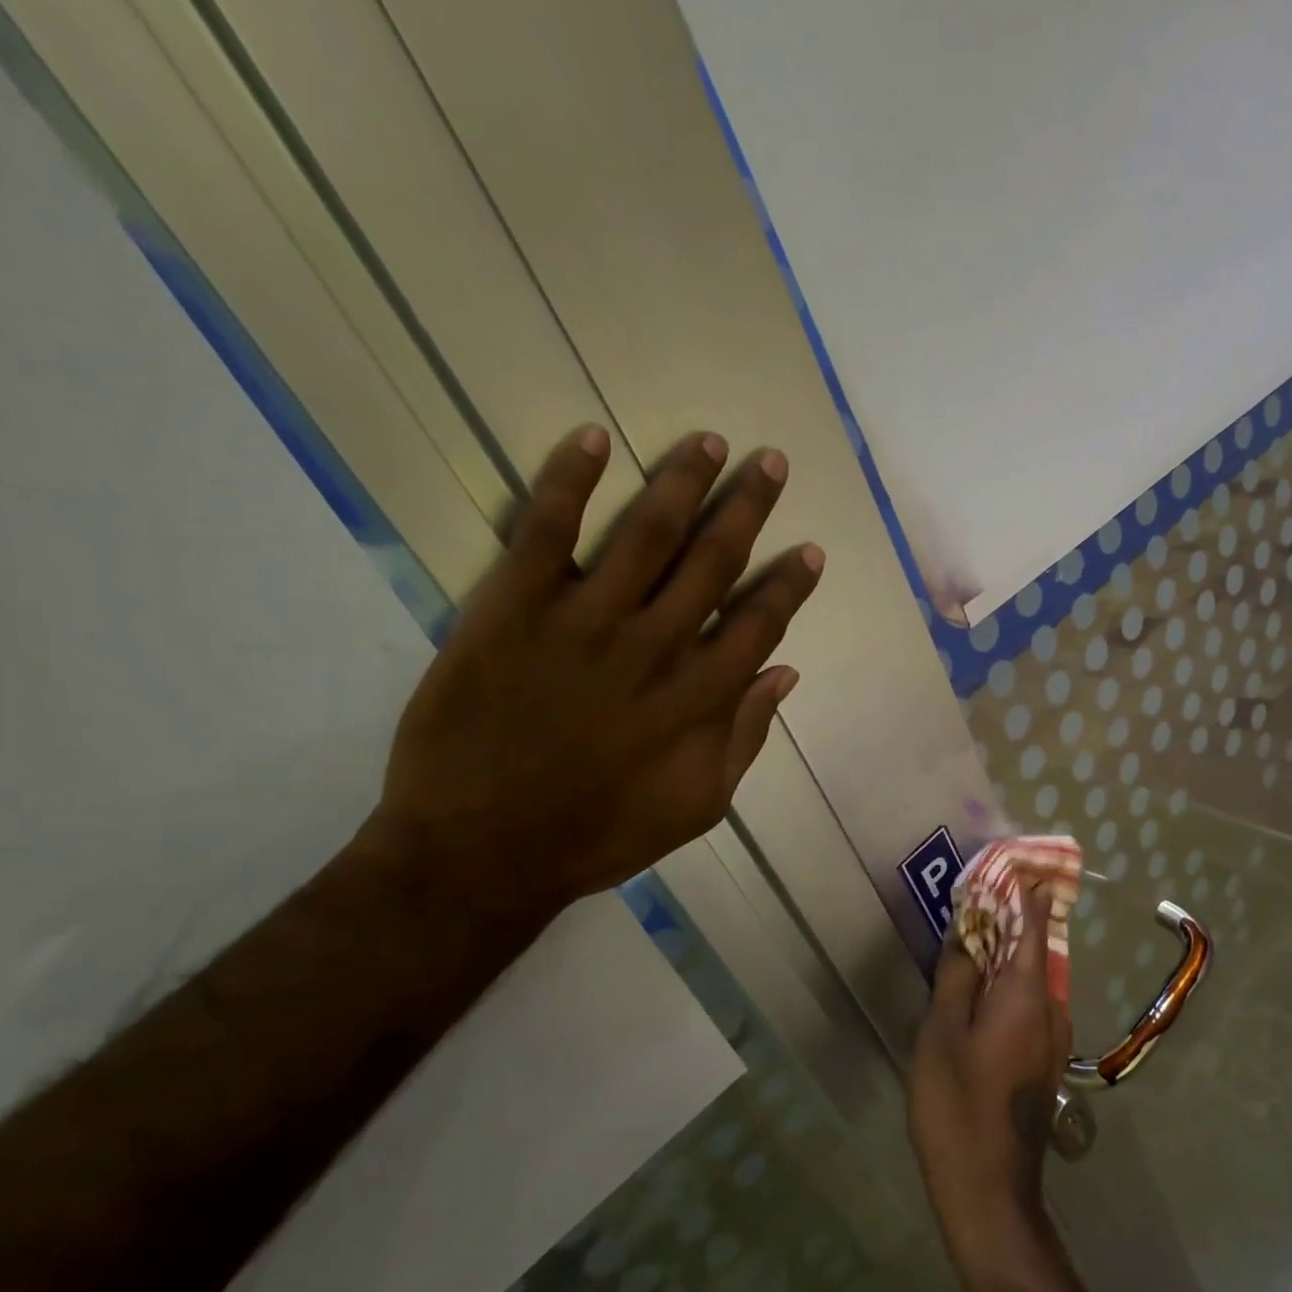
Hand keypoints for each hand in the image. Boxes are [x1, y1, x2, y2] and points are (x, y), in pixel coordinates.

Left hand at [361, 425, 823, 928]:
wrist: (481, 852)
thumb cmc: (598, 835)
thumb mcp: (699, 805)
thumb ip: (745, 736)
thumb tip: (785, 673)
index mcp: (700, 696)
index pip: (760, 621)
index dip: (790, 582)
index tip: (810, 549)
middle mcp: (655, 646)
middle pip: (714, 561)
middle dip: (749, 507)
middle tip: (772, 462)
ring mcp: (585, 622)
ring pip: (647, 533)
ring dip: (684, 482)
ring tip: (710, 442)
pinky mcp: (513, 609)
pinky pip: (546, 531)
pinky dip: (569, 481)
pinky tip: (594, 439)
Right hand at [908, 884, 1071, 1283]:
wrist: (989, 1193)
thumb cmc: (958, 1106)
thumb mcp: (942, 1033)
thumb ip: (956, 975)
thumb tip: (967, 929)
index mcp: (1028, 995)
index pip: (1033, 924)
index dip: (1024, 890)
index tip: (1014, 860)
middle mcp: (1052, 1009)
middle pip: (1034, 947)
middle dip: (1011, 916)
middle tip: (980, 892)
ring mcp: (1052, 1039)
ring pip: (1032, 976)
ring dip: (1007, 950)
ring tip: (973, 931)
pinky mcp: (1043, 1061)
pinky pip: (1029, 1002)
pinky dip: (1008, 981)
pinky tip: (979, 986)